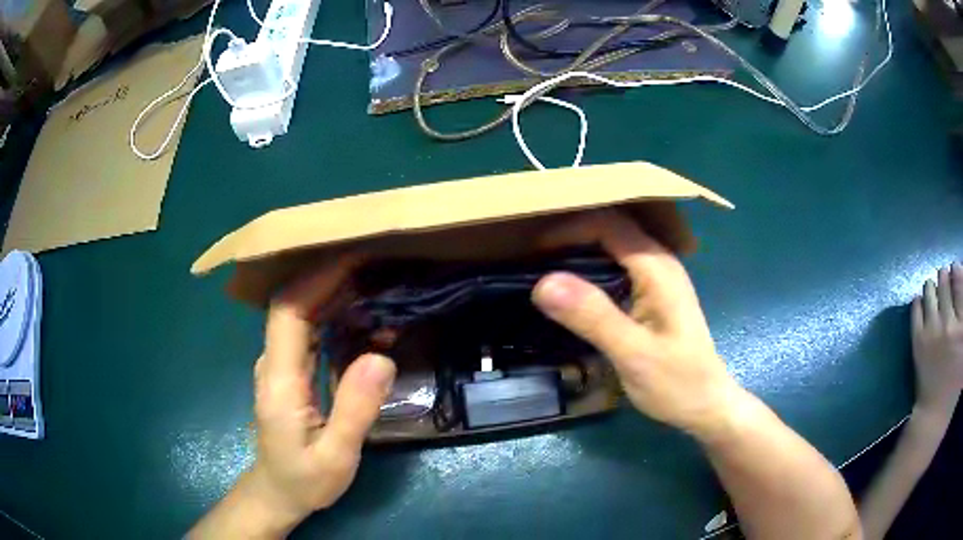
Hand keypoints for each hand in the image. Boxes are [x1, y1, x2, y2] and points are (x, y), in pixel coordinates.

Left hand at [243, 258, 396, 532]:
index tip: (356, 259)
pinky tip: (361, 316)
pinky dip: (333, 315)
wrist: (278, 492)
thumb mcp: (336, 457)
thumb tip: (381, 355)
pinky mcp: (289, 371)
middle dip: (329, 277)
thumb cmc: (305, 479)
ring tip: (374, 281)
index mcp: (280, 381)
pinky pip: (308, 332)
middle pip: (293, 304)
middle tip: (376, 264)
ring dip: (332, 292)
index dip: (317, 279)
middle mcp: (273, 363)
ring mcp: (278, 365)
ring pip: (299, 314)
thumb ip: (355, 409)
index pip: (289, 312)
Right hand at [531, 210, 740, 435]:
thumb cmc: (676, 383)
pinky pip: (619, 267)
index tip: (534, 249)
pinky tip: (574, 289)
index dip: (569, 229)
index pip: (608, 225)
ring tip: (545, 268)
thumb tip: (543, 282)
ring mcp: (659, 278)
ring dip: (581, 250)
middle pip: (611, 229)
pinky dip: (593, 269)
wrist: (707, 405)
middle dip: (572, 235)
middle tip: (533, 256)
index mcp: (657, 268)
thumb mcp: (632, 353)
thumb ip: (592, 317)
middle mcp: (659, 263)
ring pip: (615, 246)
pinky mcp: (654, 295)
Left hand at [911, 265, 962, 418]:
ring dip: (932, 286)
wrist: (934, 416)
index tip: (955, 267)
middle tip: (945, 276)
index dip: (957, 270)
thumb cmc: (954, 386)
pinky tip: (922, 302)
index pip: (959, 281)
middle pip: (945, 280)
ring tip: (934, 289)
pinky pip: (916, 307)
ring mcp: (932, 332)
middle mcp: (949, 324)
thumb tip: (962, 281)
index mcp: (962, 327)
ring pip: (930, 289)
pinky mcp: (918, 341)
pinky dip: (919, 300)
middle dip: (945, 275)